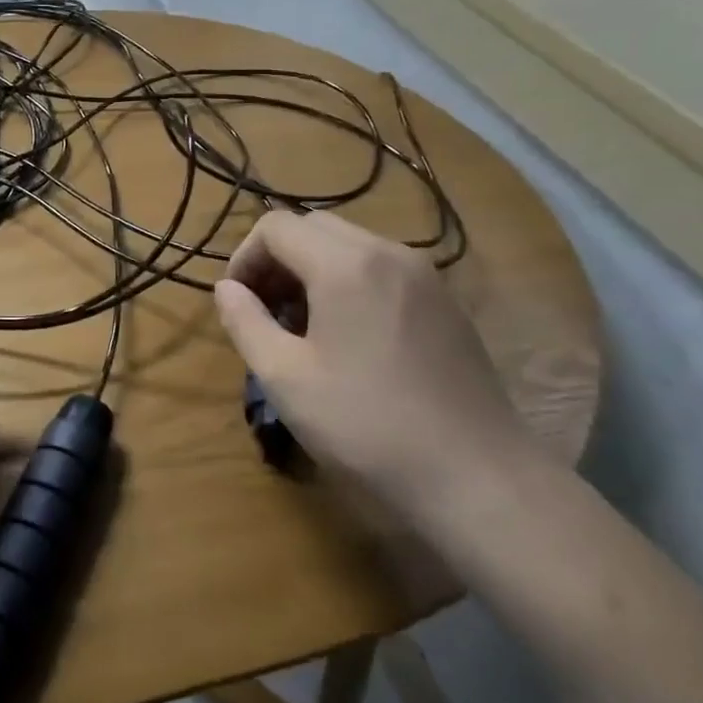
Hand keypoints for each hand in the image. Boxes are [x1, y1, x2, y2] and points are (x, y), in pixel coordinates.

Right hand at [213, 210, 521, 506]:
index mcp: (345, 265)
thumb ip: (244, 322)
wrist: (476, 475)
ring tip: (303, 328)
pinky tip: (350, 339)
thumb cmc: (366, 425)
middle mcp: (389, 252)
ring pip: (351, 245)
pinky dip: (350, 283)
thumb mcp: (285, 378)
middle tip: (265, 312)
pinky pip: (383, 269)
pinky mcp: (446, 302)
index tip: (237, 303)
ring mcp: (425, 275)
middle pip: (314, 227)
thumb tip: (226, 289)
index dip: (244, 257)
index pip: (276, 226)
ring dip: (313, 270)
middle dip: (278, 260)